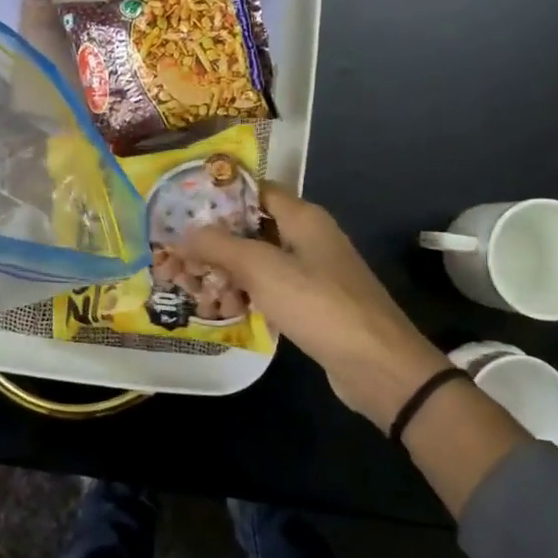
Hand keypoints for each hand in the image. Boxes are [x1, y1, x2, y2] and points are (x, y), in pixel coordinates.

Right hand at [181, 186, 450, 431]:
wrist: (378, 367)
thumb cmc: (319, 305)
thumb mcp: (263, 269)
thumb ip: (221, 246)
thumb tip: (184, 233)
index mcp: (304, 218)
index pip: (257, 190)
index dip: (221, 195)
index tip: (183, 206)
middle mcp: (309, 239)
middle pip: (253, 228)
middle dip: (216, 241)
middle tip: (180, 255)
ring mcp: (312, 274)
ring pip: (259, 262)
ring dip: (228, 273)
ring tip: (193, 288)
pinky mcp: (311, 305)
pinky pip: (270, 290)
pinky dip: (247, 296)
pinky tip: (223, 311)